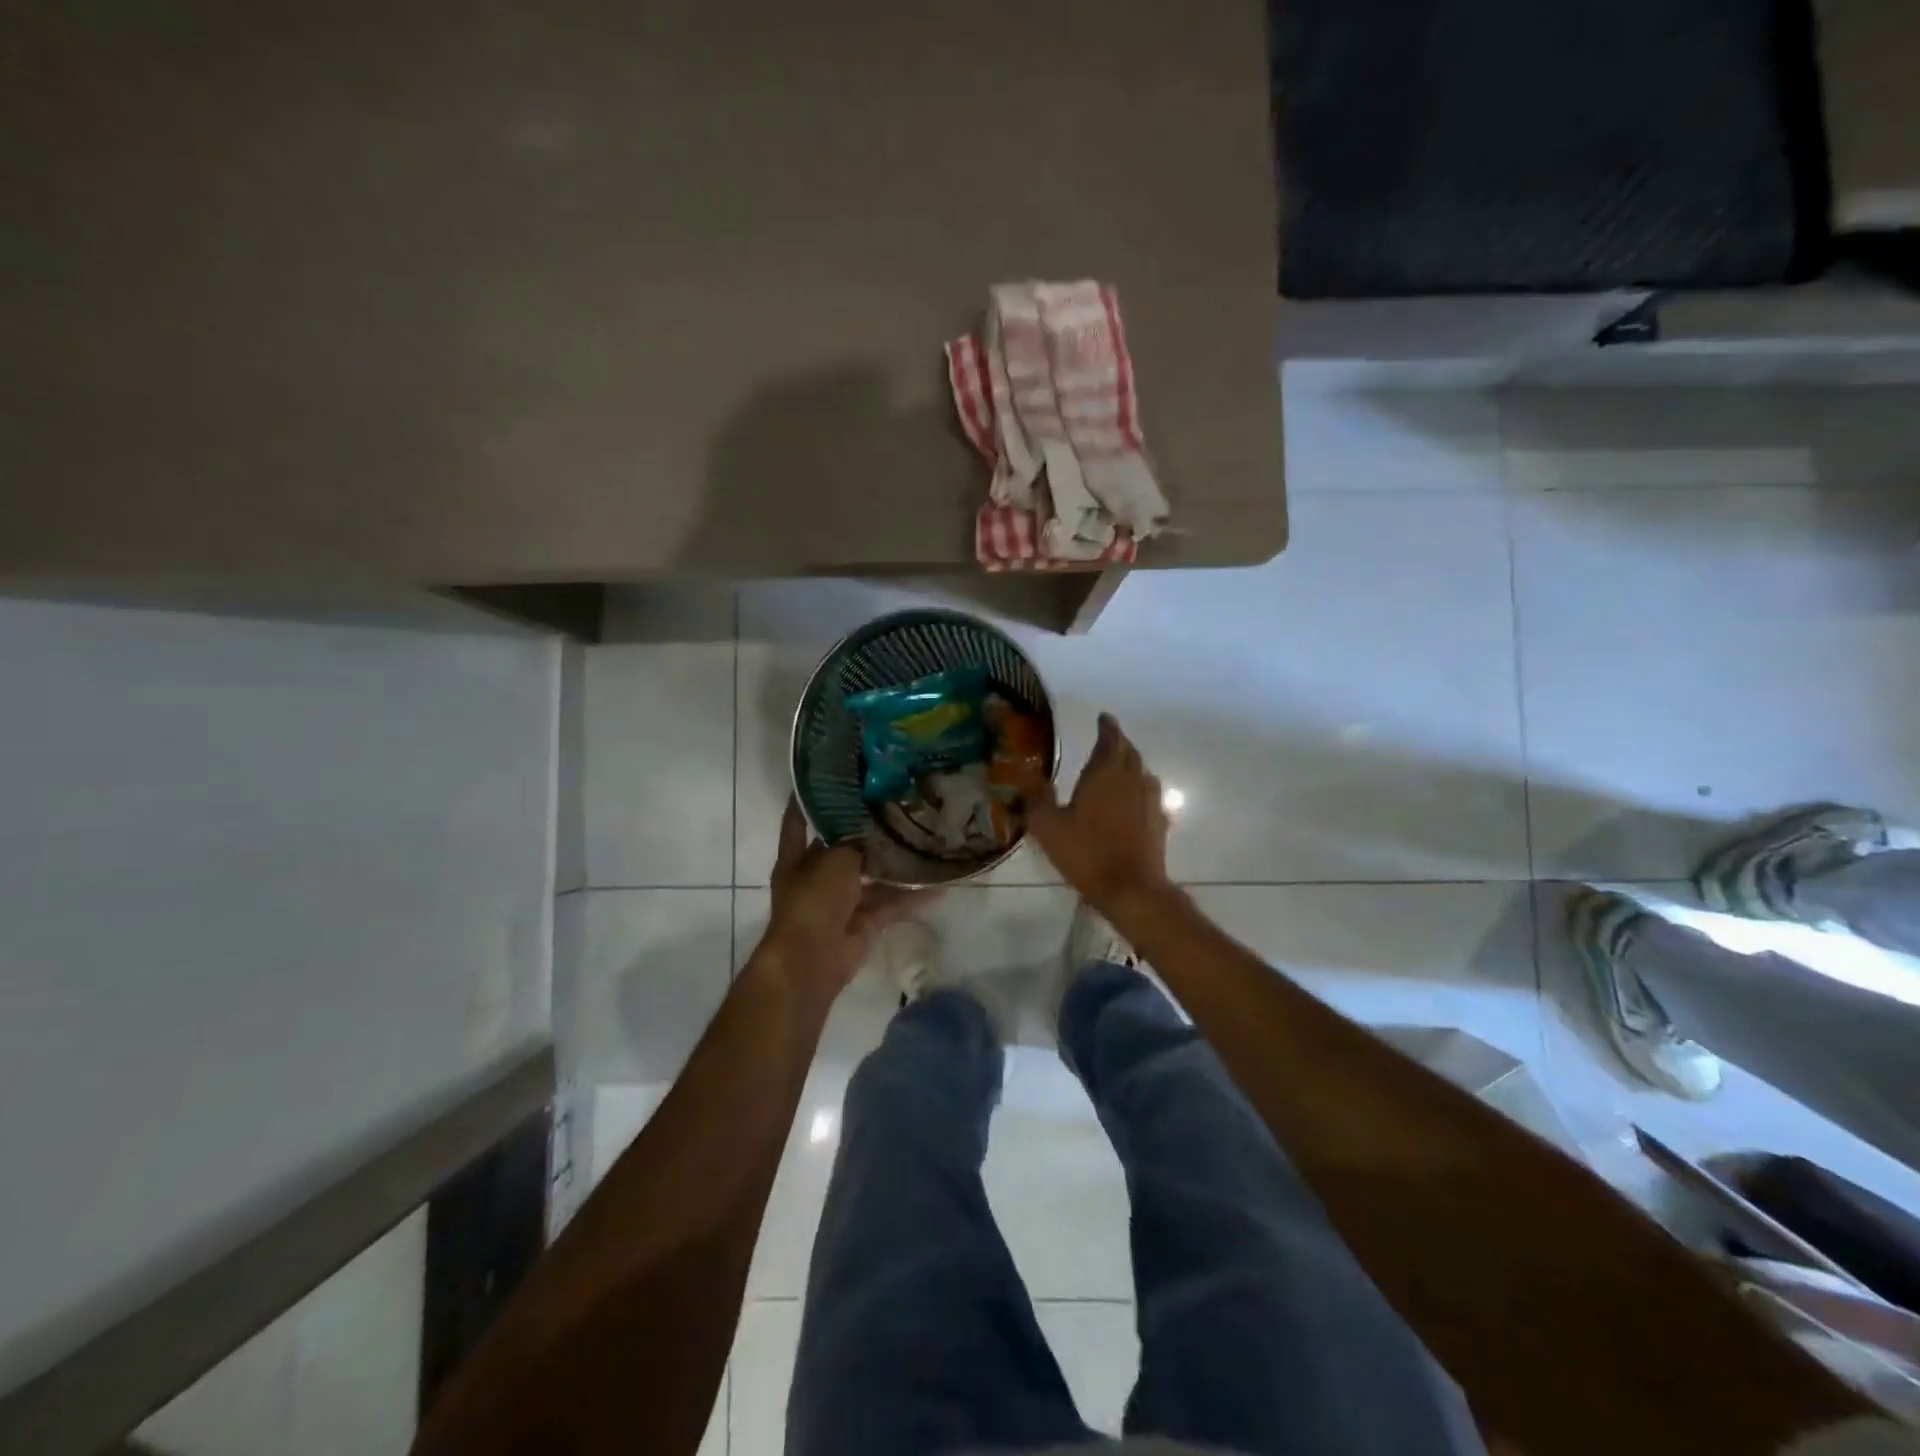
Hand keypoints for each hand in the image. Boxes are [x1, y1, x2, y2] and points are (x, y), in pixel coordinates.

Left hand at [761, 798, 931, 990]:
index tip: (830, 775)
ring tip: (924, 841)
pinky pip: (890, 905)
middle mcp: (817, 877)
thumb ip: (855, 839)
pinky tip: (939, 885)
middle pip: (844, 848)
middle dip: (866, 832)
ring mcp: (841, 902)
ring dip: (895, 866)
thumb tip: (876, 823)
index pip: (799, 820)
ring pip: (872, 877)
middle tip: (897, 806)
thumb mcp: (834, 858)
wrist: (812, 959)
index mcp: (798, 858)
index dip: (810, 799)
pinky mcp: (863, 923)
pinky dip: (912, 898)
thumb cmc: (814, 899)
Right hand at [1012, 713, 1170, 911]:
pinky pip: (1150, 795)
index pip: (1109, 739)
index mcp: (1105, 773)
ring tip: (1118, 766)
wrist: (1130, 888)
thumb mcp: (1048, 826)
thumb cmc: (1086, 853)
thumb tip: (1024, 773)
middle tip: (1107, 739)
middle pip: (1129, 752)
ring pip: (1142, 772)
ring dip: (1131, 763)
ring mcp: (1149, 801)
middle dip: (1118, 742)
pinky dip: (1140, 789)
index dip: (1107, 727)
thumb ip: (1035, 797)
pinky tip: (1133, 801)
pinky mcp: (1158, 822)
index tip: (1103, 718)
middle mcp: (1131, 779)